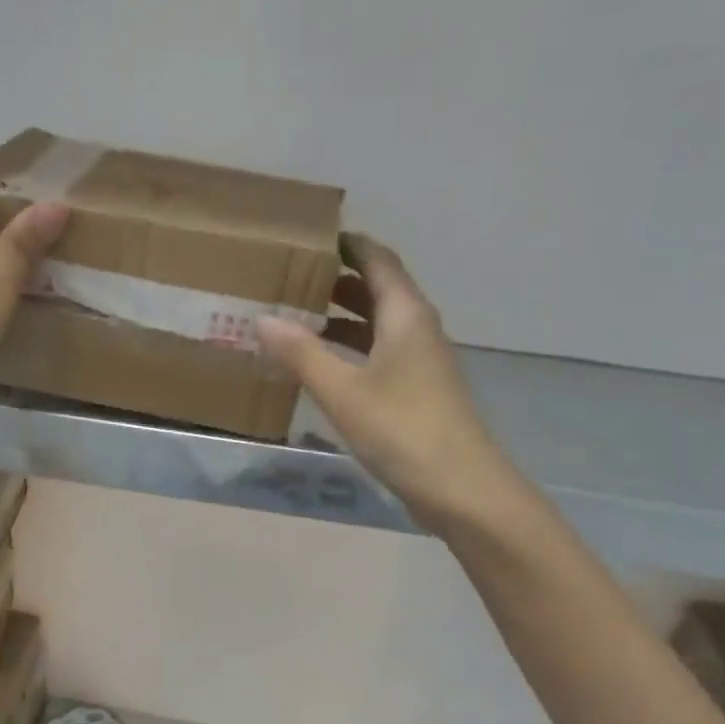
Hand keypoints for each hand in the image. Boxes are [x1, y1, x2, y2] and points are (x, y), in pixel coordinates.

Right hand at [258, 234, 507, 534]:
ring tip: (299, 318)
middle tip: (293, 278)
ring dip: (344, 318)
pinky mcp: (419, 393)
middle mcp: (418, 330)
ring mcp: (422, 363)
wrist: (461, 487)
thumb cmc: (402, 430)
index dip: (349, 244)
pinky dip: (353, 350)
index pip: (378, 261)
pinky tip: (325, 367)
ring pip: (380, 326)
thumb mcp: (343, 391)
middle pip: (379, 291)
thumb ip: (302, 354)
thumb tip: (263, 319)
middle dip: (339, 280)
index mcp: (406, 316)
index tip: (312, 236)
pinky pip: (381, 355)